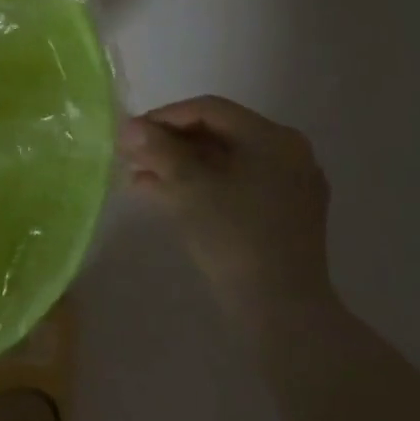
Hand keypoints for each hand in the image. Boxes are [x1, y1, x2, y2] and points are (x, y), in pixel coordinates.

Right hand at [119, 96, 333, 324]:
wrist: (281, 310)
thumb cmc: (233, 236)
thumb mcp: (187, 186)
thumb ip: (157, 148)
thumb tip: (129, 126)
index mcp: (272, 138)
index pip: (209, 110)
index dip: (164, 116)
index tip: (130, 133)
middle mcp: (288, 153)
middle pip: (217, 133)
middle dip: (169, 143)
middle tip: (131, 155)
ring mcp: (290, 185)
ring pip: (224, 160)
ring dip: (179, 164)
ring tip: (139, 176)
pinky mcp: (284, 214)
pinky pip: (236, 184)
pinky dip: (200, 184)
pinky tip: (163, 194)